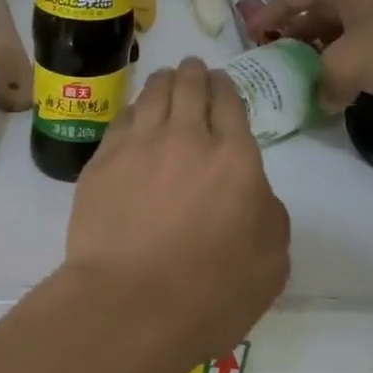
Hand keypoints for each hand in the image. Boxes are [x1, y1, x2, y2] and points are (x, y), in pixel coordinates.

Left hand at [62, 58, 289, 372]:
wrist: (131, 304)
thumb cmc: (211, 292)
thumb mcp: (271, 261)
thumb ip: (268, 213)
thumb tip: (251, 192)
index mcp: (235, 157)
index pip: (229, 103)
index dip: (224, 87)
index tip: (220, 82)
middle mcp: (186, 138)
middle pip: (189, 88)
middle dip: (193, 73)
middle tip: (192, 67)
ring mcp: (138, 146)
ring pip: (151, 95)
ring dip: (162, 81)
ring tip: (164, 77)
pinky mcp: (101, 163)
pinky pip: (120, 121)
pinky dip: (132, 110)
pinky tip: (133, 114)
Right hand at [249, 0, 372, 108]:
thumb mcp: (349, 66)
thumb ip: (325, 85)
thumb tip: (326, 98)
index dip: (266, 19)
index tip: (251, 40)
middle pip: (316, 8)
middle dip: (296, 35)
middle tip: (281, 62)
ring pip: (345, 21)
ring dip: (327, 46)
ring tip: (316, 74)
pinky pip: (371, 30)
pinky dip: (356, 50)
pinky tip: (358, 74)